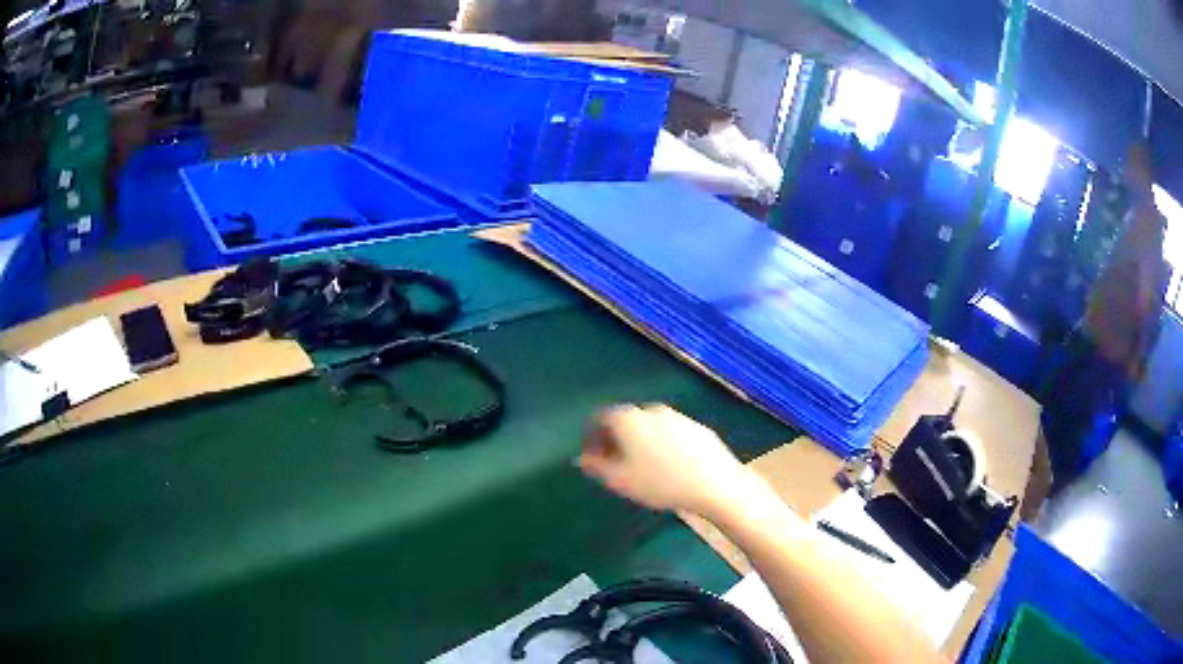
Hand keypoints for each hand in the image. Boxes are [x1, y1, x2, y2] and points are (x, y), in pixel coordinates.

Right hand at [578, 404, 753, 514]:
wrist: (715, 482)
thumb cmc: (660, 483)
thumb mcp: (620, 481)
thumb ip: (596, 467)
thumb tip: (582, 459)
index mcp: (628, 419)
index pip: (600, 418)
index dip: (592, 436)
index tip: (592, 456)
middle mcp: (651, 410)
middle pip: (626, 420)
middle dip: (616, 439)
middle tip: (614, 463)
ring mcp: (677, 416)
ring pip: (650, 426)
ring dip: (640, 441)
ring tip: (642, 467)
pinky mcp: (697, 428)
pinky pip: (671, 433)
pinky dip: (663, 444)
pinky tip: (669, 466)